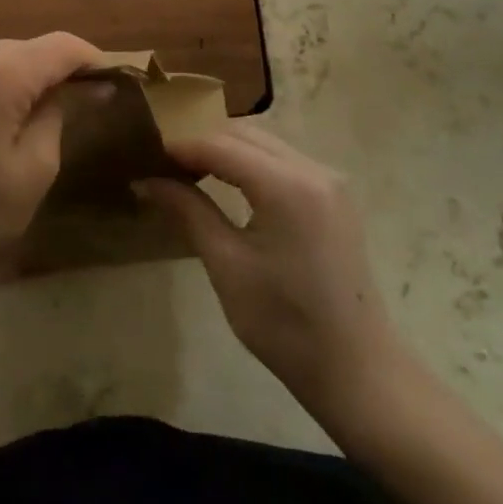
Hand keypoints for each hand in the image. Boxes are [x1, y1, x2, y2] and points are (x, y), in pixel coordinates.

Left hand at [0, 34, 100, 325]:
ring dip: (8, 80)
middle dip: (47, 73)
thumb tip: (85, 86)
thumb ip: (59, 114)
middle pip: (19, 50)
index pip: (59, 47)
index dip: (91, 59)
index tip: (110, 80)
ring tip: (16, 121)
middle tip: (70, 107)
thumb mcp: (32, 173)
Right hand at [142, 123, 400, 431]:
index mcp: (287, 186)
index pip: (221, 145)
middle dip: (203, 142)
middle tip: (164, 163)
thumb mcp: (227, 265)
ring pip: (266, 143)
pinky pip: (284, 160)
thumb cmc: (284, 323)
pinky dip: (252, 162)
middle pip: (245, 135)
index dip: (182, 146)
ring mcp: (330, 181)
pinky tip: (229, 182)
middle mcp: (313, 169)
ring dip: (227, 149)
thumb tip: (146, 181)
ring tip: (189, 171)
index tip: (146, 154)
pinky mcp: (335, 196)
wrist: (356, 368)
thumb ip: (188, 211)